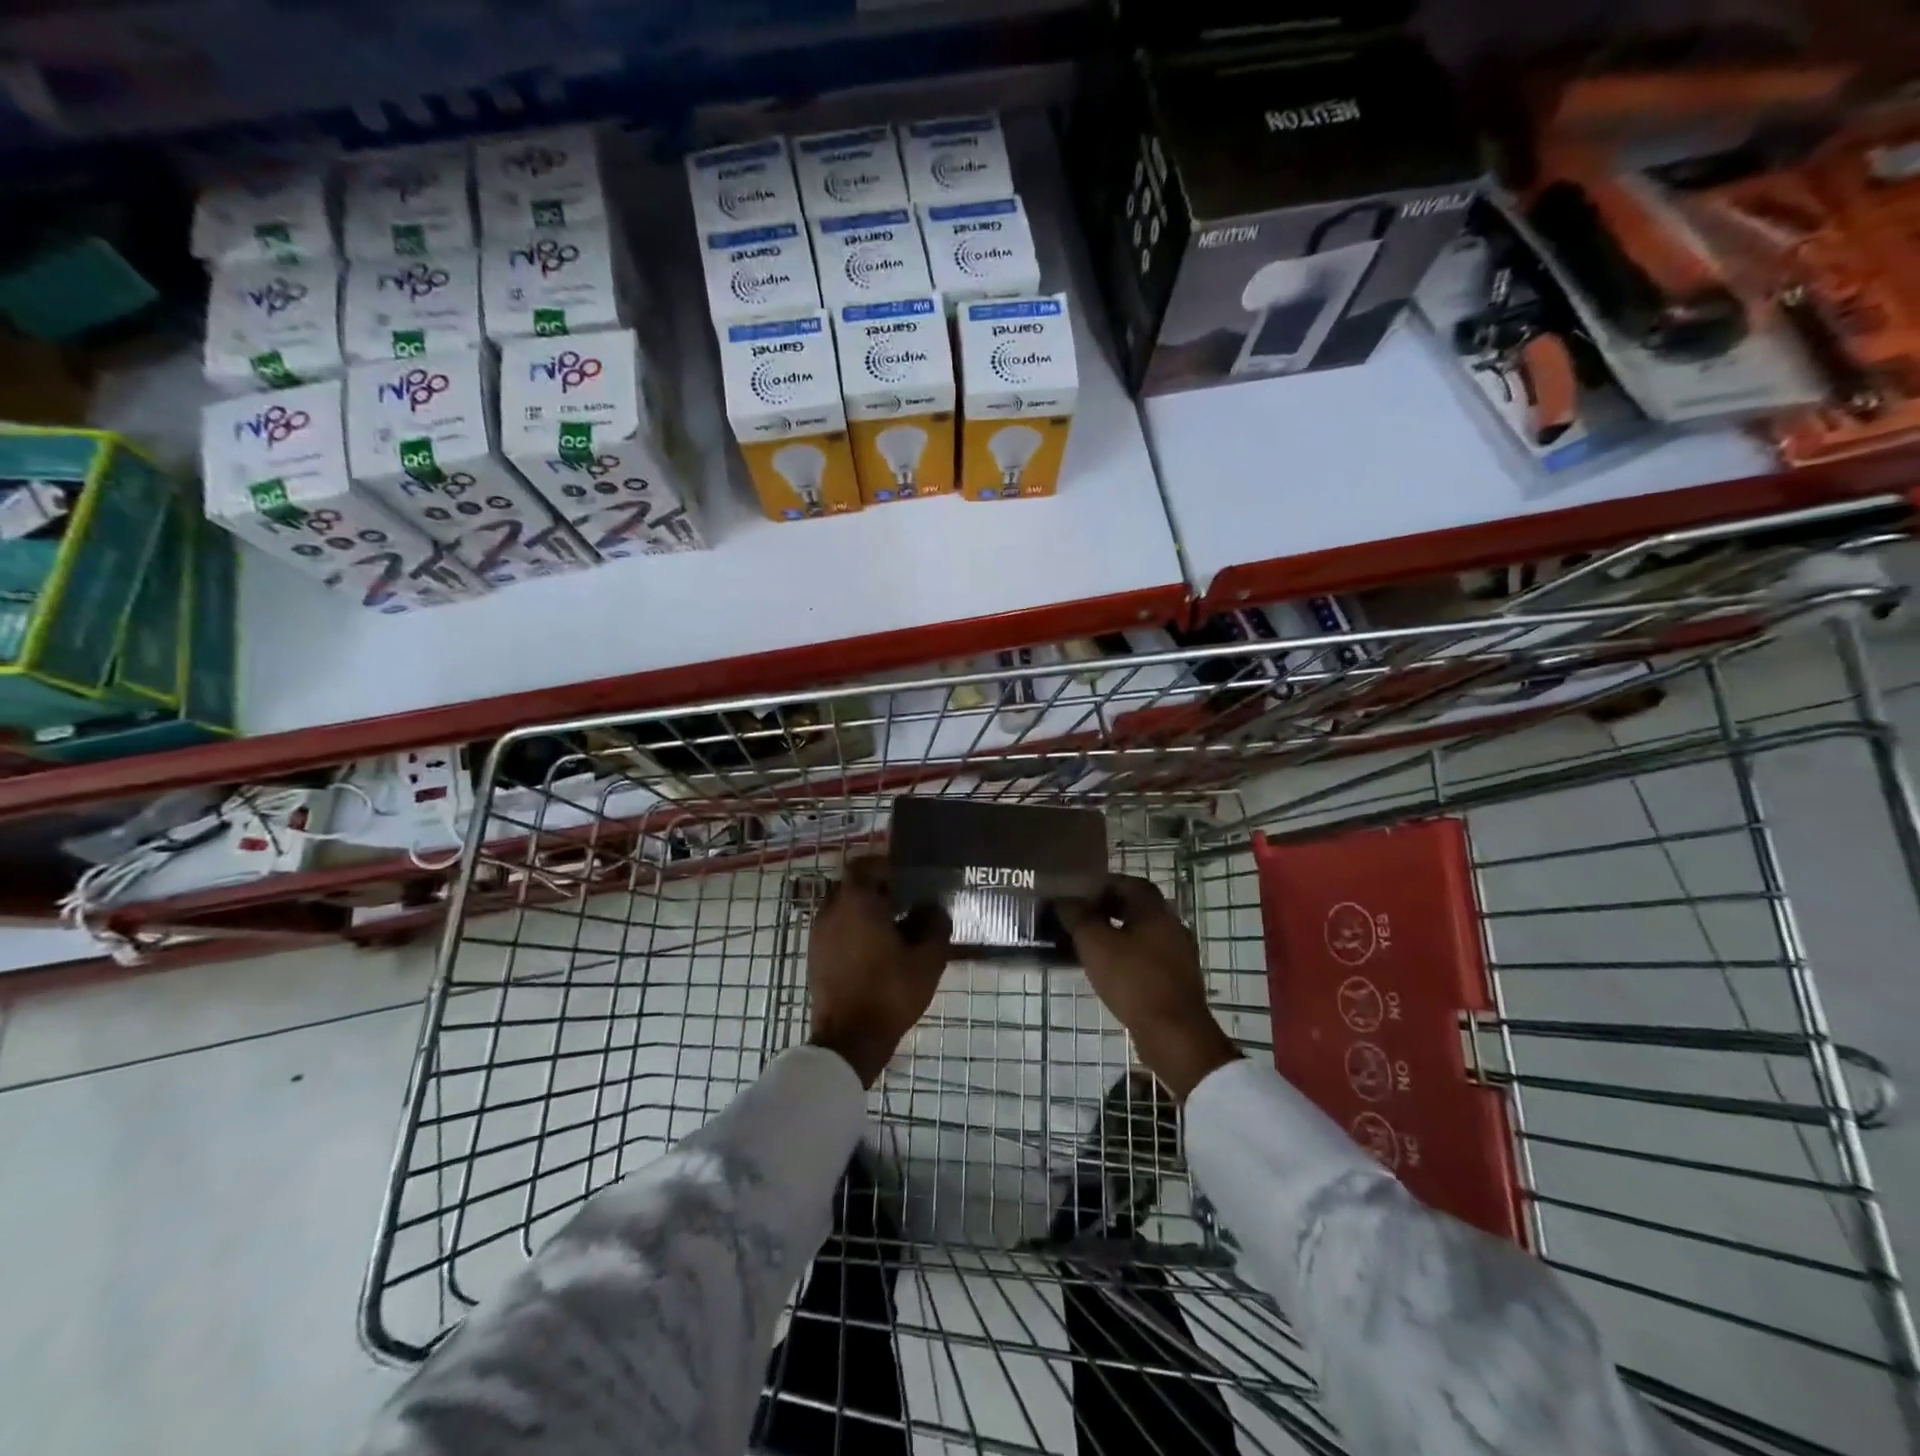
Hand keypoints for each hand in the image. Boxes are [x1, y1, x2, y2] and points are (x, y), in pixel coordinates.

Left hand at [807, 856, 951, 1086]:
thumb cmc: (889, 993)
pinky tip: (877, 949)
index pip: (864, 865)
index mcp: (857, 902)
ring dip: (864, 910)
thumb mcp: (927, 960)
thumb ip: (936, 927)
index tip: (907, 879)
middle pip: (853, 885)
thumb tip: (936, 909)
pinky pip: (835, 928)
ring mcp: (819, 934)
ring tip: (893, 928)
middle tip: (905, 902)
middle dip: (877, 889)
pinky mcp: (815, 956)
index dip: (885, 867)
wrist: (849, 1040)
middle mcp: (831, 910)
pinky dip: (853, 929)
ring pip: (842, 907)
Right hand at [1057, 875, 1240, 1100]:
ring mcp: (1178, 955)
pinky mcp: (1177, 980)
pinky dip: (1127, 956)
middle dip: (1107, 910)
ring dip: (1116, 934)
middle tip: (1079, 918)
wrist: (1174, 1034)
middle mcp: (1172, 926)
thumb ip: (1077, 917)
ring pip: (1142, 934)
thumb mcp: (1095, 944)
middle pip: (1136, 908)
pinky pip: (1147, 957)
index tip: (1079, 893)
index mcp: (1155, 910)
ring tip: (1087, 945)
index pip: (1130, 883)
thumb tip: (1063, 899)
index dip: (1104, 884)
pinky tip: (1107, 970)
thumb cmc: (1133, 980)